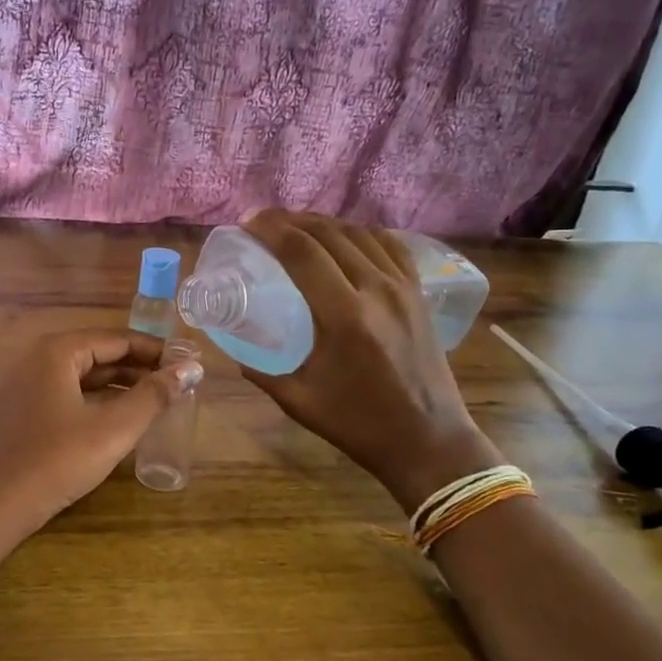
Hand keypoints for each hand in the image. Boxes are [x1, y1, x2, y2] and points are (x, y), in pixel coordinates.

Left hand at [0, 329, 203, 541]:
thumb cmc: (55, 462)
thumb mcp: (112, 429)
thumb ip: (154, 396)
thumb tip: (191, 369)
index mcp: (57, 351)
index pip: (117, 339)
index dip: (156, 350)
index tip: (189, 364)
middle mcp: (36, 359)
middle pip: (98, 354)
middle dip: (139, 368)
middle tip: (178, 384)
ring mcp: (23, 385)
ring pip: (81, 376)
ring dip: (118, 386)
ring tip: (156, 401)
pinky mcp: (19, 412)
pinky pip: (65, 394)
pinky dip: (95, 400)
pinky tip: (116, 419)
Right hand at [239, 209, 497, 512]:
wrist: (427, 440)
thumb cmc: (358, 424)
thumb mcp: (298, 400)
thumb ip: (260, 370)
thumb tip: (234, 348)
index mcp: (343, 316)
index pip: (302, 252)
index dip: (271, 230)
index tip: (247, 224)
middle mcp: (376, 290)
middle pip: (329, 234)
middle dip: (291, 220)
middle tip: (264, 222)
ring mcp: (403, 288)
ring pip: (360, 234)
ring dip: (324, 223)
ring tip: (298, 226)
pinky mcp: (419, 294)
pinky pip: (390, 246)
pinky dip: (361, 233)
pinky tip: (345, 237)